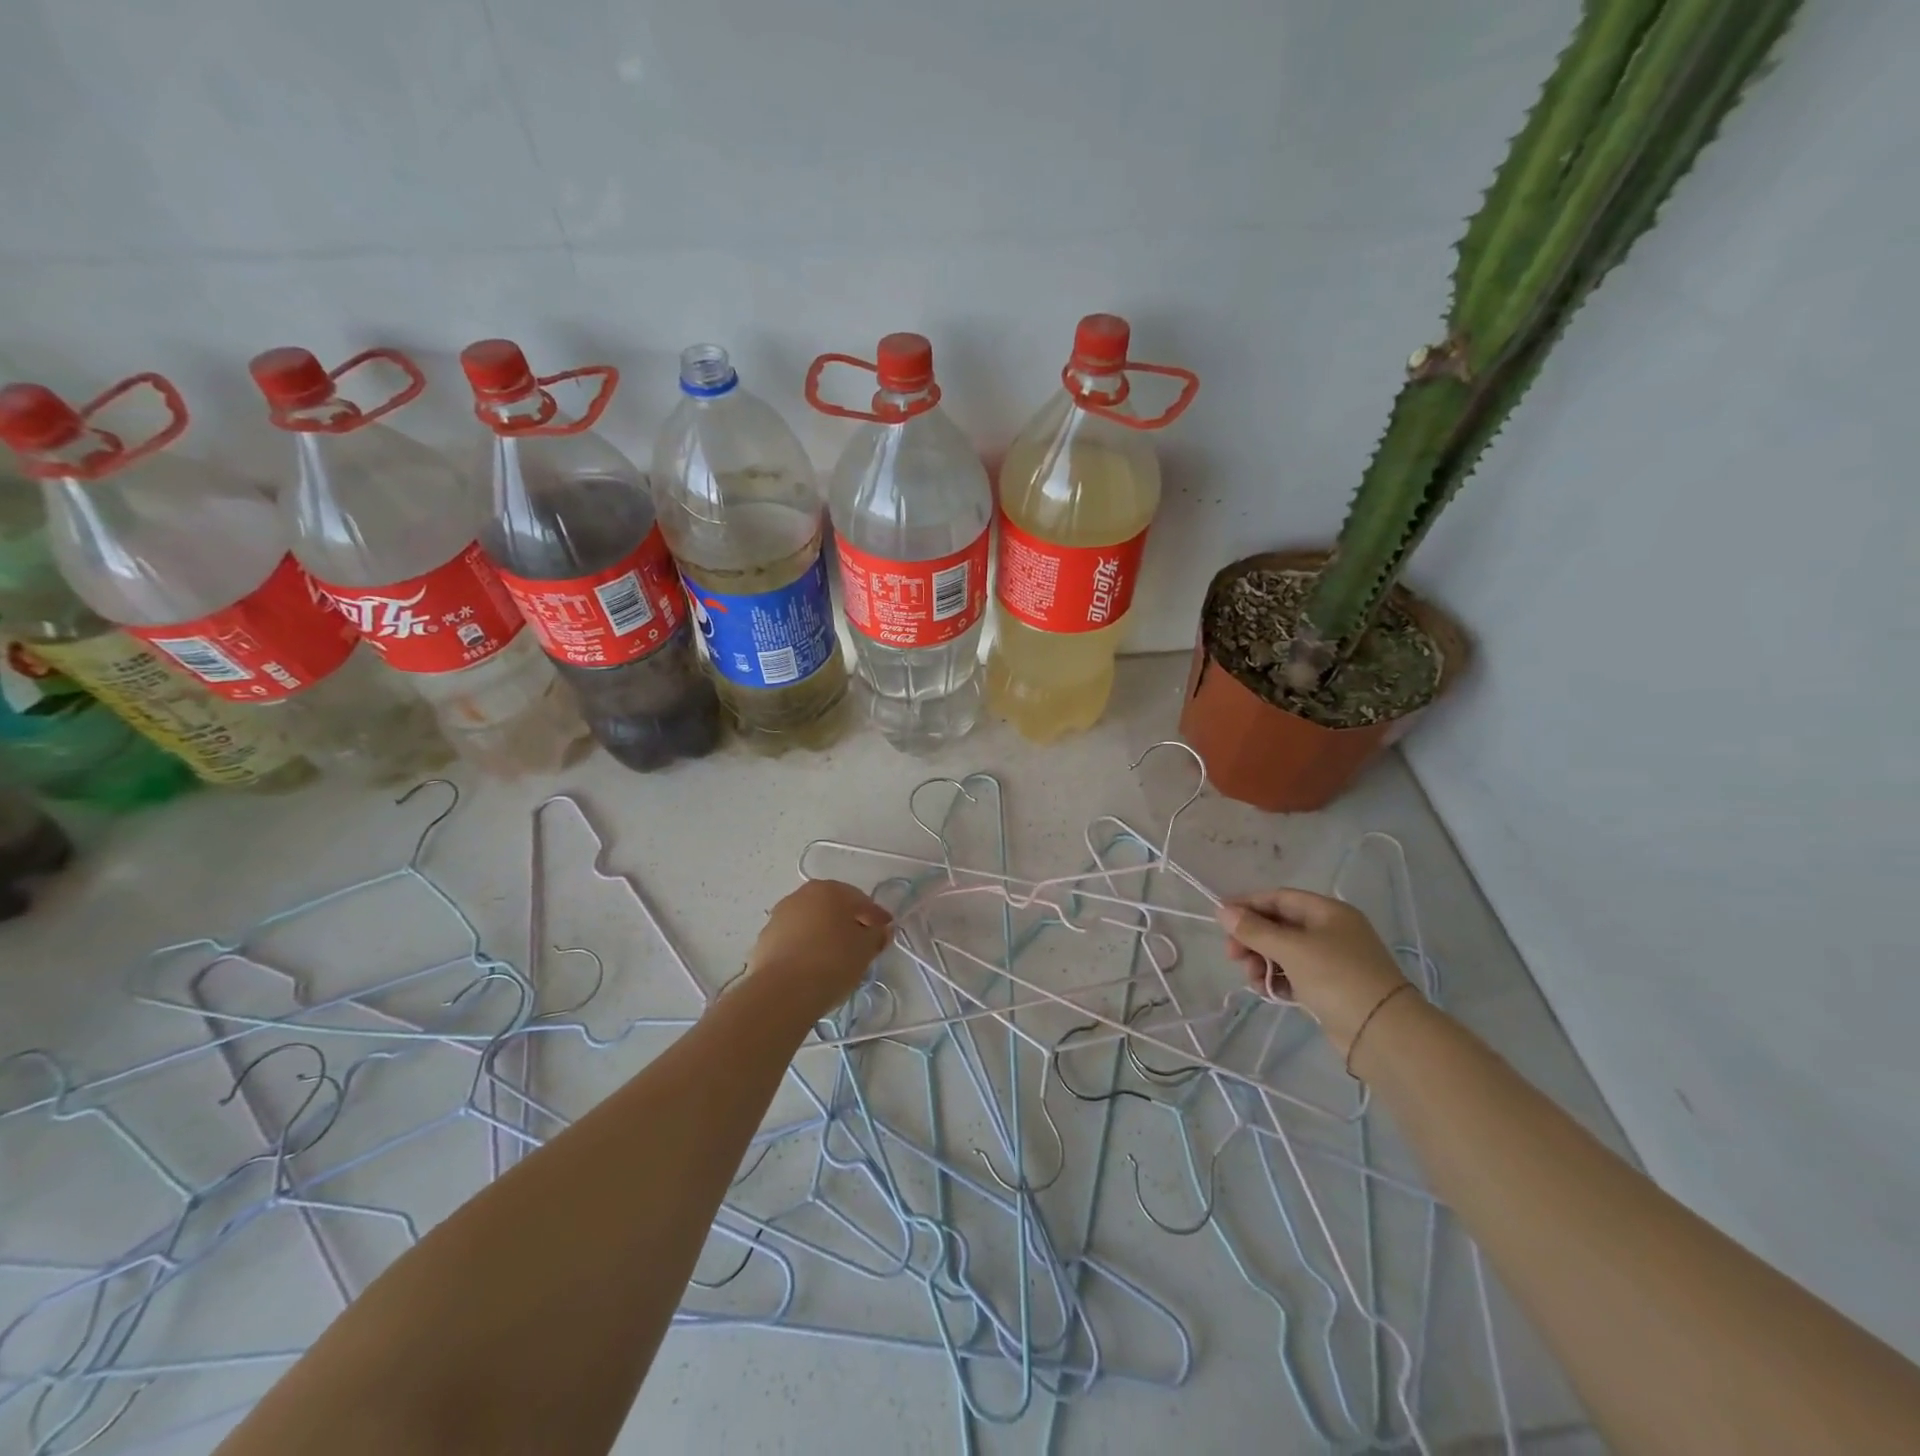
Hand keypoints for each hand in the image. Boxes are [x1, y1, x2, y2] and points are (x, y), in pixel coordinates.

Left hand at [746, 880, 892, 1014]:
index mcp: (829, 890)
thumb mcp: (865, 949)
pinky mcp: (764, 940)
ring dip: (824, 934)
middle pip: (832, 907)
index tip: (886, 931)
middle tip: (862, 943)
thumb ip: (876, 936)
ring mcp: (779, 917)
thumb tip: (880, 931)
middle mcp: (801, 895)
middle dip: (848, 922)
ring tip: (836, 958)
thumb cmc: (832, 961)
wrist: (782, 992)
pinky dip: (806, 947)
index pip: (860, 900)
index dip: (876, 916)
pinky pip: (794, 940)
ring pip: (811, 922)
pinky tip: (813, 966)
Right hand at [1216, 889, 1409, 1055]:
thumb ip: (1254, 930)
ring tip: (1252, 979)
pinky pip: (1295, 975)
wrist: (1383, 1033)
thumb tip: (1223, 910)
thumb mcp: (1291, 949)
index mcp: (1328, 912)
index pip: (1279, 898)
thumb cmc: (1336, 977)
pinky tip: (1268, 991)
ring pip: (1285, 952)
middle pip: (1280, 925)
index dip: (1248, 904)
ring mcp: (1332, 961)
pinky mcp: (1330, 988)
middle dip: (1253, 938)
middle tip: (1232, 955)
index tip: (1221, 918)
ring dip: (1262, 962)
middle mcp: (1331, 931)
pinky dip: (1278, 980)